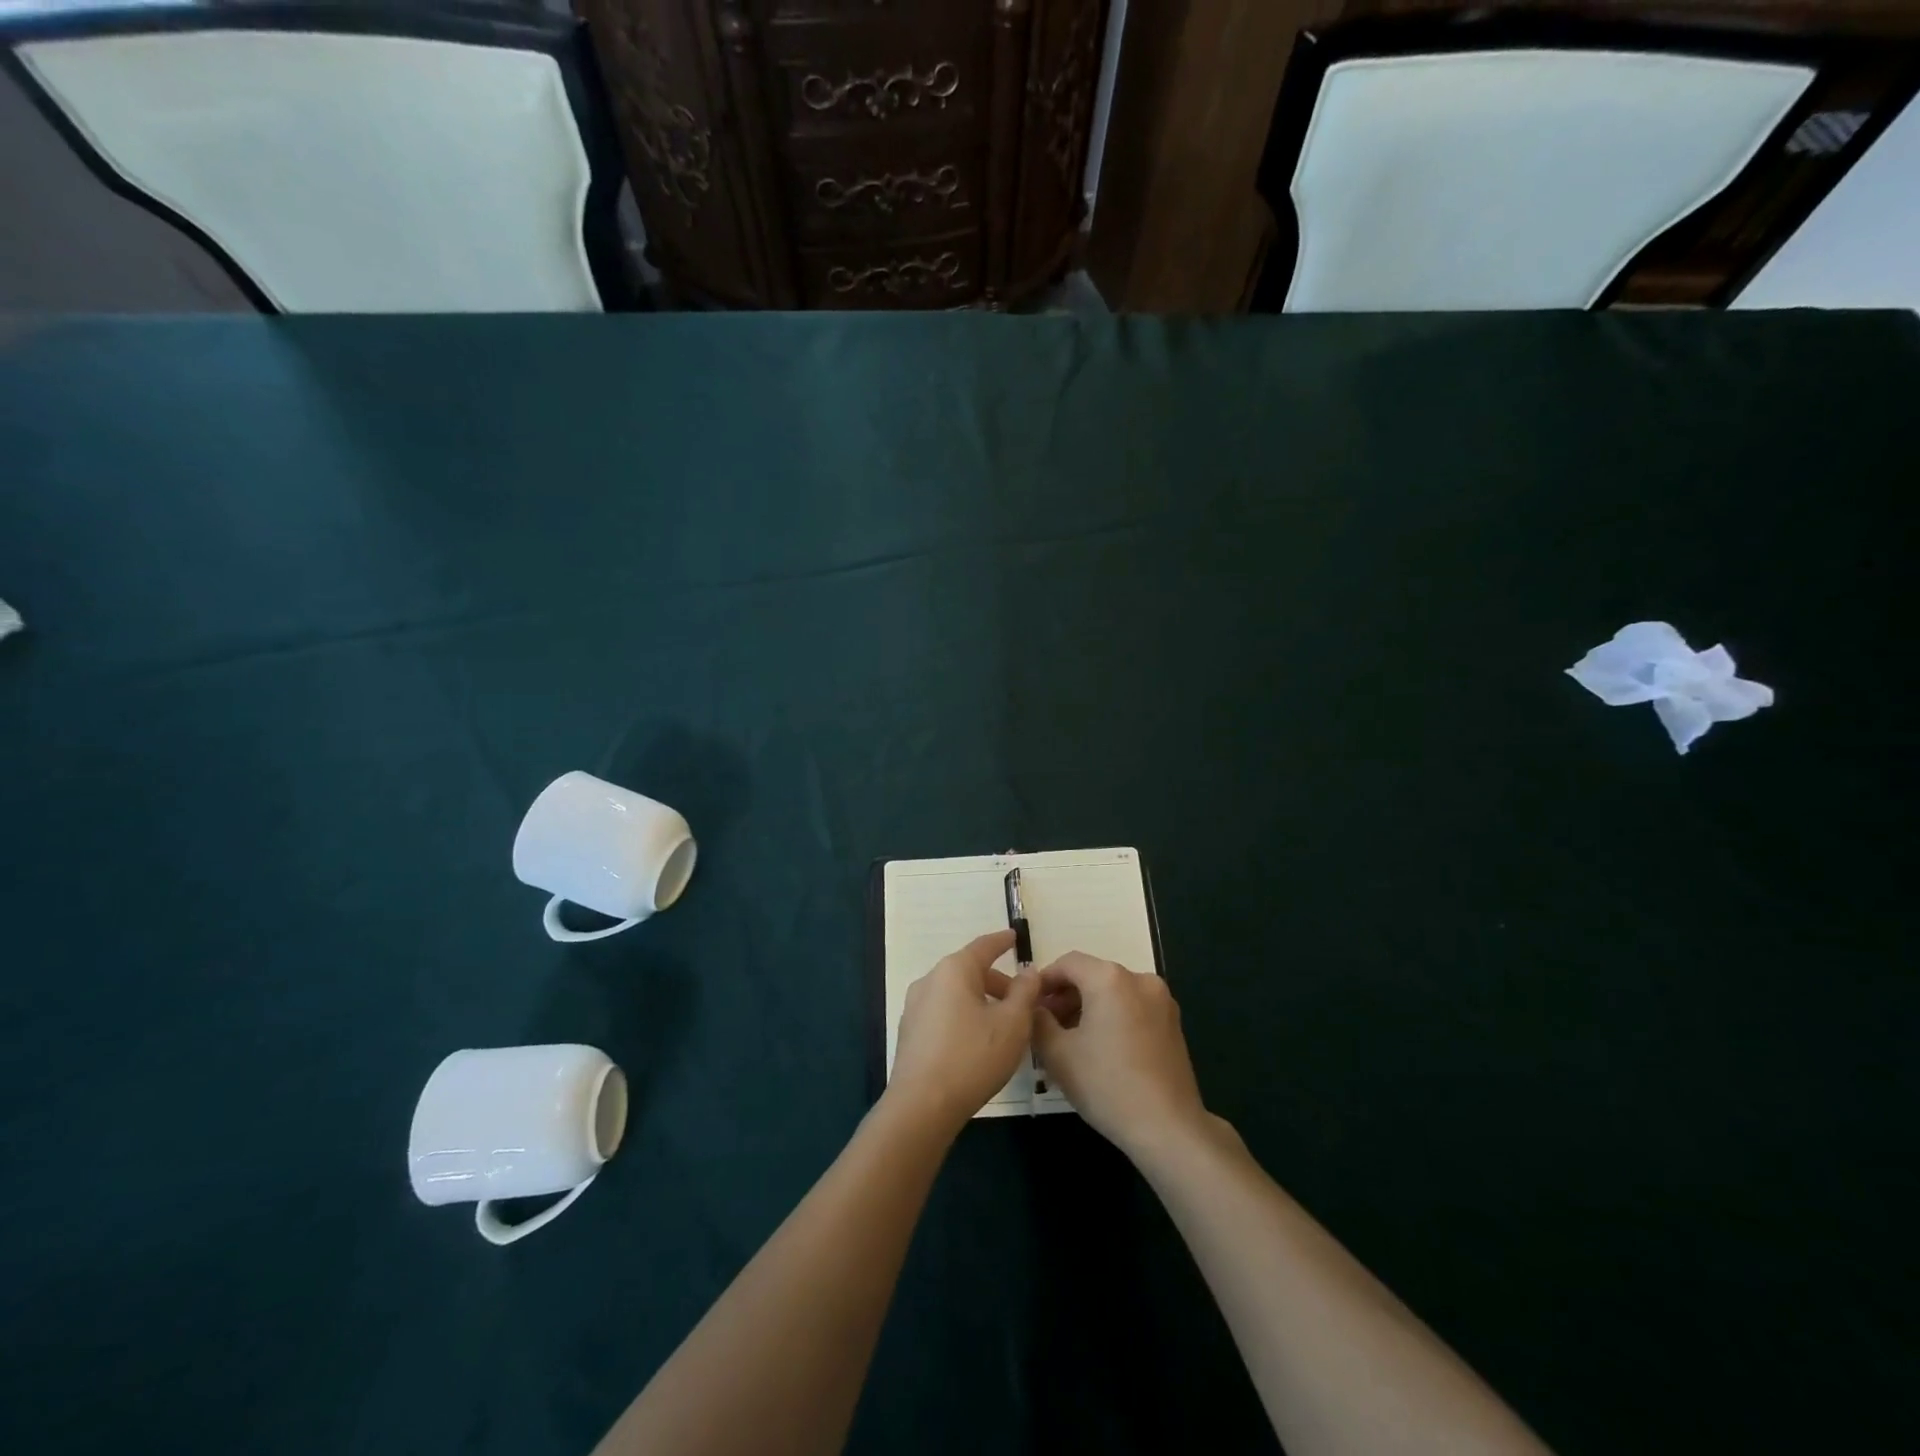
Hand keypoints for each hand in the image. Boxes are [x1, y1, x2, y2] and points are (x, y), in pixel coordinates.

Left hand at [888, 930, 1039, 1133]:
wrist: (921, 1106)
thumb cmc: (972, 1057)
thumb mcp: (1012, 1024)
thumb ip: (1025, 992)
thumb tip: (1029, 971)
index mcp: (954, 970)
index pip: (983, 947)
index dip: (1002, 942)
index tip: (1014, 936)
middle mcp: (930, 980)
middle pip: (970, 972)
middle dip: (997, 983)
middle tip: (1023, 1001)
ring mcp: (915, 1007)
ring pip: (956, 995)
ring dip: (981, 1003)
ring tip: (1003, 1026)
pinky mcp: (910, 1033)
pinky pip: (944, 1014)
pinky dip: (964, 1017)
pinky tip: (978, 1043)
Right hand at [1033, 952, 1208, 1161]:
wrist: (1168, 1129)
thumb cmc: (1106, 1085)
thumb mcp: (1057, 1054)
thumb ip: (1038, 1021)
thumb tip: (1034, 1008)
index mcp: (1110, 978)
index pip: (1067, 963)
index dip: (1044, 981)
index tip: (1029, 1005)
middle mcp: (1139, 979)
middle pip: (1092, 976)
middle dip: (1065, 997)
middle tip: (1045, 1026)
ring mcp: (1161, 1001)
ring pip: (1113, 993)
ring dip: (1088, 1008)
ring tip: (1069, 1041)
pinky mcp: (1173, 1024)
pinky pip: (1132, 1008)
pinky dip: (1111, 1018)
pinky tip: (1099, 1049)